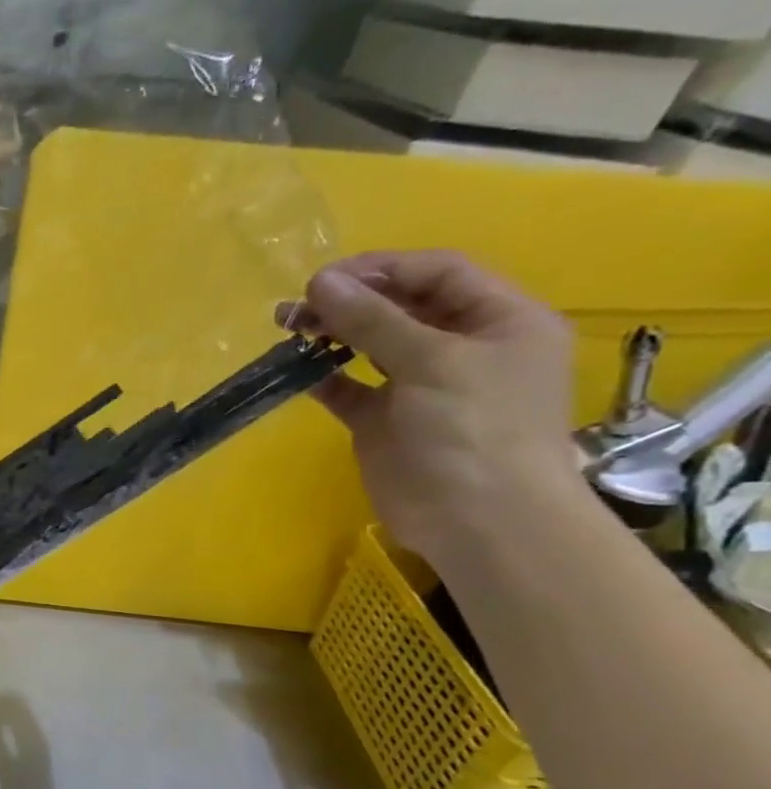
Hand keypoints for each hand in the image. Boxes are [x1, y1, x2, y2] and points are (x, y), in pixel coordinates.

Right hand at [296, 250, 582, 566]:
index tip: (325, 278)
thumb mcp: (431, 361)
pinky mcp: (386, 421)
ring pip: (371, 345)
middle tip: (297, 307)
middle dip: (350, 301)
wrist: (478, 519)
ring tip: (290, 329)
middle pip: (401, 307)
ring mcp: (422, 386)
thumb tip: (320, 281)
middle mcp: (463, 347)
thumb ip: (372, 319)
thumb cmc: (473, 429)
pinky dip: (324, 377)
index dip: (382, 269)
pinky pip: (350, 388)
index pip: (438, 273)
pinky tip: (296, 370)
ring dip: (332, 334)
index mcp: (499, 321)